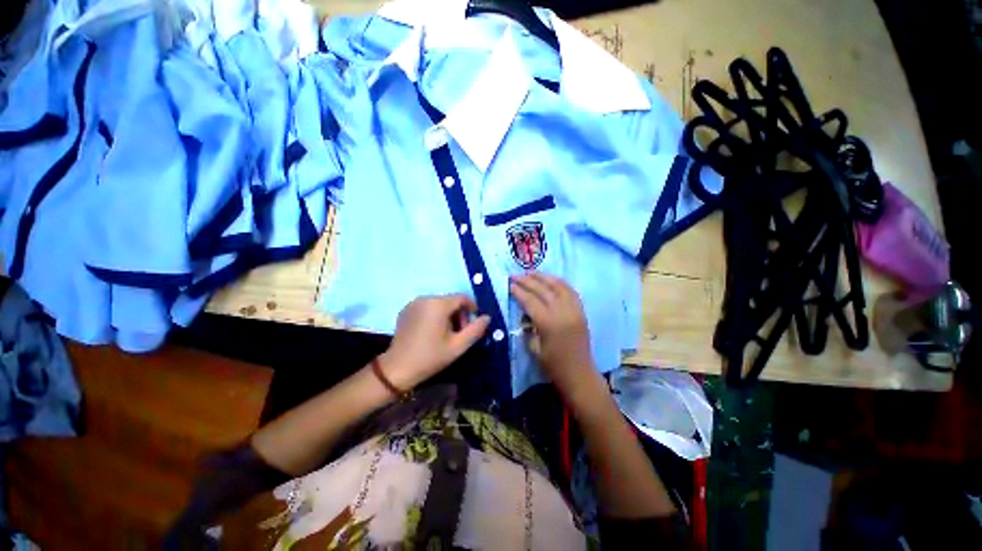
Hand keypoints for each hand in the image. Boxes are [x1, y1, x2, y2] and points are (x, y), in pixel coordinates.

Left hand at [379, 295, 489, 390]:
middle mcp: (425, 298)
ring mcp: (413, 303)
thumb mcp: (458, 346)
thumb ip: (475, 330)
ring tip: (446, 335)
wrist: (397, 369)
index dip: (472, 309)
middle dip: (459, 315)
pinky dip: (435, 315)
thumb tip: (487, 317)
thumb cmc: (430, 357)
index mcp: (438, 304)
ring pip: (439, 304)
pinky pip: (427, 307)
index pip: (462, 298)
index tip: (473, 325)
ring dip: (448, 315)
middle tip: (460, 334)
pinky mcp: (406, 310)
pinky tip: (432, 332)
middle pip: (450, 301)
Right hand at [509, 273, 598, 395]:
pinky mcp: (581, 311)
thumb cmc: (554, 366)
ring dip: (544, 277)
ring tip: (532, 272)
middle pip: (543, 290)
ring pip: (559, 286)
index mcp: (548, 323)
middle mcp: (562, 312)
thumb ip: (528, 328)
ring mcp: (574, 310)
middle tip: (516, 275)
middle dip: (528, 280)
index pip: (530, 301)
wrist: (580, 375)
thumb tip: (525, 314)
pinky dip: (560, 283)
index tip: (509, 284)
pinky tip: (551, 279)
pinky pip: (571, 291)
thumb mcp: (534, 349)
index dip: (519, 291)